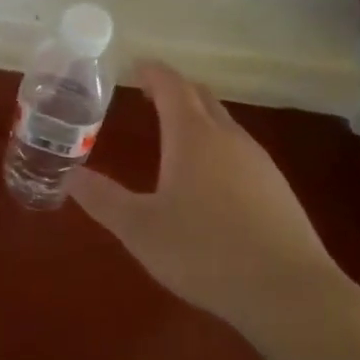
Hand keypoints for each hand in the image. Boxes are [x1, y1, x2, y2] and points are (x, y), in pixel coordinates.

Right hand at [67, 62, 348, 339]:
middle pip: (201, 97)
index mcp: (192, 136)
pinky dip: (218, 146)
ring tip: (175, 134)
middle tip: (149, 94)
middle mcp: (228, 137)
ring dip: (198, 118)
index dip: (153, 72)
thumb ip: (102, 199)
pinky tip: (211, 178)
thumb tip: (69, 175)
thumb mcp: (140, 229)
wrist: (290, 293)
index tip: (136, 67)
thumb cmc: (205, 252)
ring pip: (224, 123)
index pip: (172, 85)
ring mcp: (258, 161)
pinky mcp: (277, 188)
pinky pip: (240, 150)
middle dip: (175, 90)